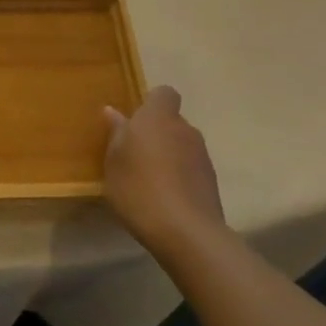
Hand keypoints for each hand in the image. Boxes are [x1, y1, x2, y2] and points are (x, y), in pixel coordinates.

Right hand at [101, 85, 224, 254]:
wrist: (186, 232)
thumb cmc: (139, 188)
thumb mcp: (114, 162)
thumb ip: (116, 134)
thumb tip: (113, 112)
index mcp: (158, 118)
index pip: (164, 93)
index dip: (151, 103)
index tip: (134, 121)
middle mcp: (185, 129)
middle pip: (171, 121)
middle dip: (156, 133)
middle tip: (134, 155)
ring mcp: (202, 155)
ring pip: (181, 145)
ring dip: (168, 156)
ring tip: (148, 181)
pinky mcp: (212, 181)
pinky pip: (190, 168)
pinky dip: (179, 176)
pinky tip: (164, 198)